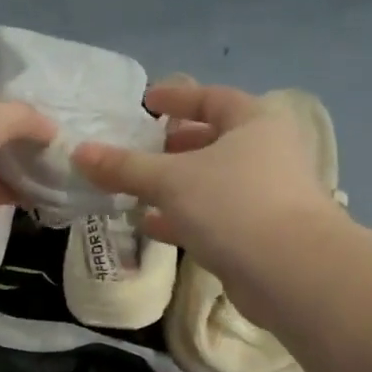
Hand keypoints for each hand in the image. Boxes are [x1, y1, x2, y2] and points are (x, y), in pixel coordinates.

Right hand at [71, 76, 343, 299]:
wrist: (293, 274)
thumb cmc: (233, 205)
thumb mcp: (170, 180)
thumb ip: (124, 166)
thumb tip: (78, 152)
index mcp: (254, 123)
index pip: (212, 98)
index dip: (177, 97)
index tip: (146, 102)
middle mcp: (267, 153)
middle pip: (213, 140)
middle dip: (173, 145)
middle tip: (139, 148)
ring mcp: (267, 196)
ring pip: (212, 181)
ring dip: (175, 184)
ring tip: (135, 188)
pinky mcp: (261, 234)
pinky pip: (215, 216)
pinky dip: (184, 217)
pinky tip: (150, 225)